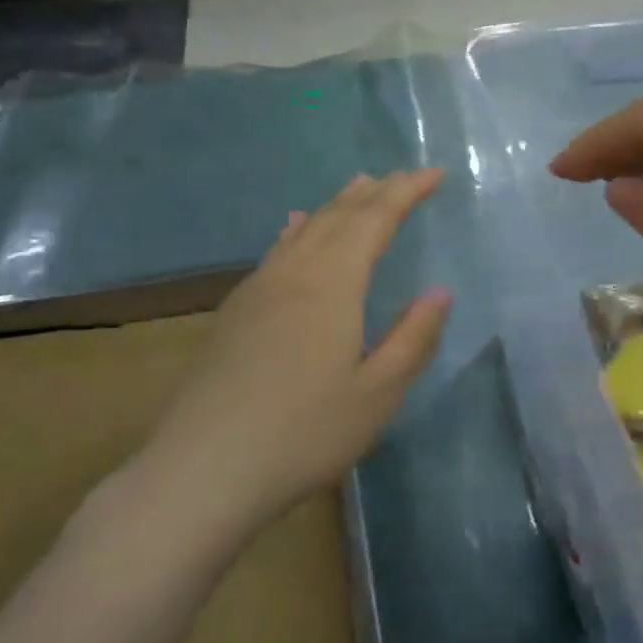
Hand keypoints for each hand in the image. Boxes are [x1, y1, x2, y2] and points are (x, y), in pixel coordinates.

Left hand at [148, 170, 451, 522]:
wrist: (203, 469)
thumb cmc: (303, 433)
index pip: (376, 219)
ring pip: (305, 229)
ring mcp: (258, 289)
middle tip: (404, 178)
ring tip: (360, 186)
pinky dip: (300, 229)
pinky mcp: (235, 311)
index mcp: (333, 284)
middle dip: (376, 192)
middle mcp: (294, 272)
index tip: (436, 173)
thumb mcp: (378, 394)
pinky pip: (278, 250)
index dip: (407, 191)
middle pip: (338, 216)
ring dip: (338, 205)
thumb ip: (414, 338)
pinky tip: (296, 229)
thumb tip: (440, 292)